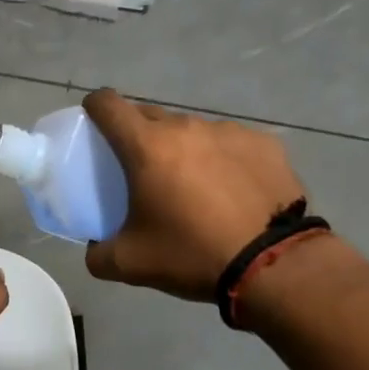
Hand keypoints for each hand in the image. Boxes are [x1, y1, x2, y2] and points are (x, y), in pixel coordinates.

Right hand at [82, 88, 309, 300]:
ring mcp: (229, 131)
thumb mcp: (131, 264)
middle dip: (139, 135)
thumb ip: (98, 253)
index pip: (107, 104)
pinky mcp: (264, 143)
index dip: (94, 108)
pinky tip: (233, 192)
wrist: (274, 266)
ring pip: (192, 130)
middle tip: (143, 170)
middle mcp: (186, 126)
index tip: (94, 126)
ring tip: (195, 187)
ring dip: (184, 149)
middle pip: (150, 116)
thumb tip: (95, 248)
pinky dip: (223, 160)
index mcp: (147, 146)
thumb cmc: (192, 255)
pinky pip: (230, 143)